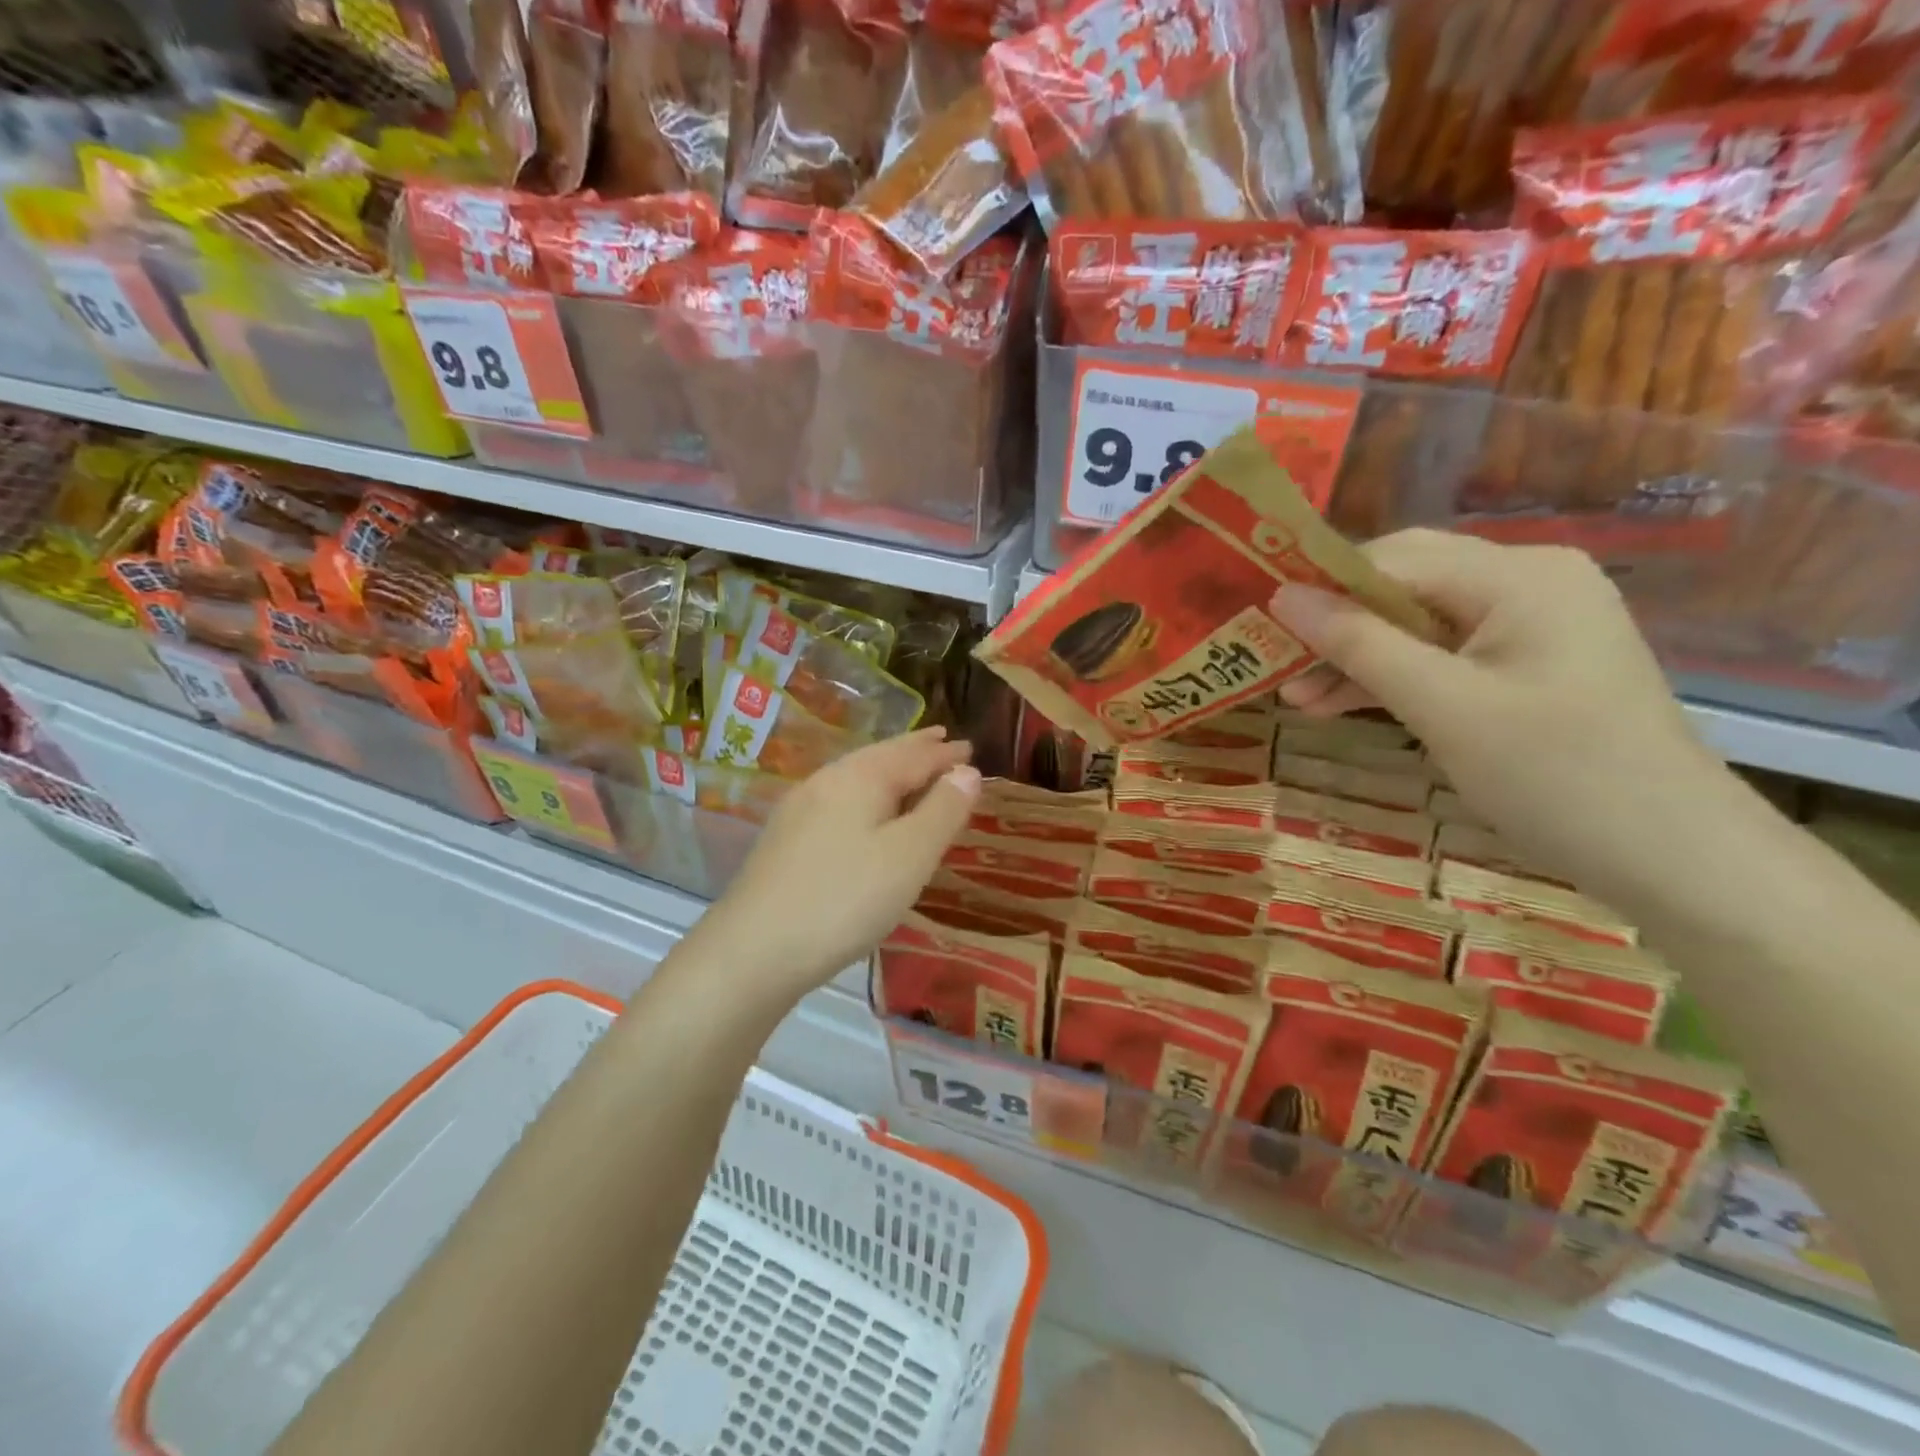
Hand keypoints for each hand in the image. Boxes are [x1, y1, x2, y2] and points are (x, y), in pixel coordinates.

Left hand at [692, 728, 980, 1001]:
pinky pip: (841, 801)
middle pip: (880, 757)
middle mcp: (827, 782)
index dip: (944, 753)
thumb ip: (942, 811)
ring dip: (890, 772)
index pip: (913, 755)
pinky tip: (866, 815)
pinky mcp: (786, 839)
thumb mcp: (909, 856)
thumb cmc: (845, 899)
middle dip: (915, 751)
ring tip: (911, 773)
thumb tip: (967, 771)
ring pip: (857, 778)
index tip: (970, 747)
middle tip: (942, 741)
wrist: (753, 950)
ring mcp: (800, 810)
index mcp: (860, 778)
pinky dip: (868, 797)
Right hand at [1268, 529, 1734, 894]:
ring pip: (1415, 623)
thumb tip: (1282, 595)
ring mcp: (1529, 623)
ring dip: (1356, 657)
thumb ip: (1358, 644)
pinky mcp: (1526, 663)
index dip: (1321, 586)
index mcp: (1518, 574)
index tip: (1260, 624)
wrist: (1673, 856)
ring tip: (1295, 699)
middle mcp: (1526, 580)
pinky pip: (1440, 654)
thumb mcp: (1442, 706)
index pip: (1392, 559)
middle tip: (1275, 664)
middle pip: (1402, 584)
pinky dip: (1392, 677)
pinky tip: (1341, 704)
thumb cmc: (1556, 773)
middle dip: (1335, 625)